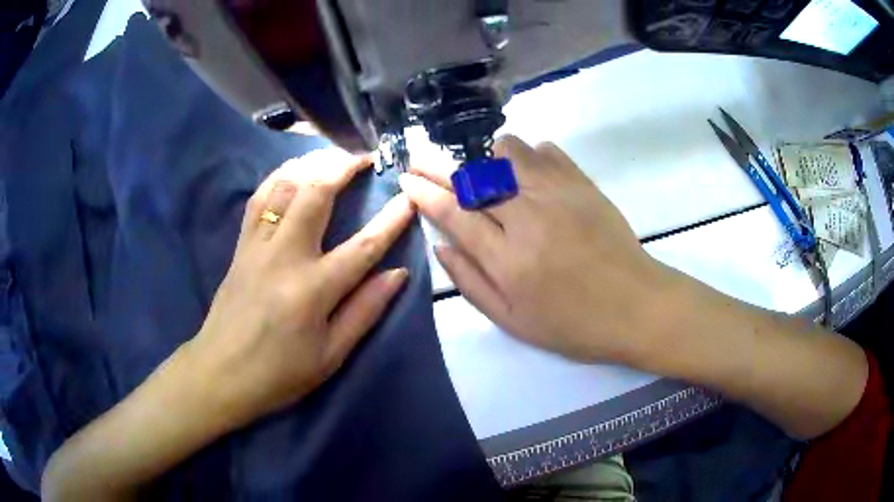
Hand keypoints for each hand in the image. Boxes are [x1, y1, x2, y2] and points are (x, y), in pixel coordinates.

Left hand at [190, 149, 413, 426]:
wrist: (221, 373)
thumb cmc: (280, 373)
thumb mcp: (331, 355)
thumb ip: (365, 311)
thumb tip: (397, 274)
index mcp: (313, 290)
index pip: (363, 246)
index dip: (391, 219)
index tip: (409, 196)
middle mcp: (284, 257)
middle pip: (315, 193)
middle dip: (343, 167)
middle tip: (363, 158)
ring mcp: (258, 246)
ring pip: (283, 186)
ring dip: (310, 164)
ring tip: (331, 158)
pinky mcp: (241, 246)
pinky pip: (259, 198)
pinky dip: (278, 177)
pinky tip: (292, 173)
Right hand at [400, 136, 671, 363]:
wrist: (636, 306)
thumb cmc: (574, 324)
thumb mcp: (513, 321)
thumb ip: (471, 283)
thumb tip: (440, 245)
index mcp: (508, 259)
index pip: (453, 213)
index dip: (424, 193)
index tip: (405, 180)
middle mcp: (528, 217)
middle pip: (472, 177)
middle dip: (437, 165)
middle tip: (418, 159)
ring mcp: (558, 194)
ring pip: (506, 152)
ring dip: (484, 158)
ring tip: (481, 172)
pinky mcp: (582, 184)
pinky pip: (545, 150)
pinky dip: (526, 155)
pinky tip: (525, 172)